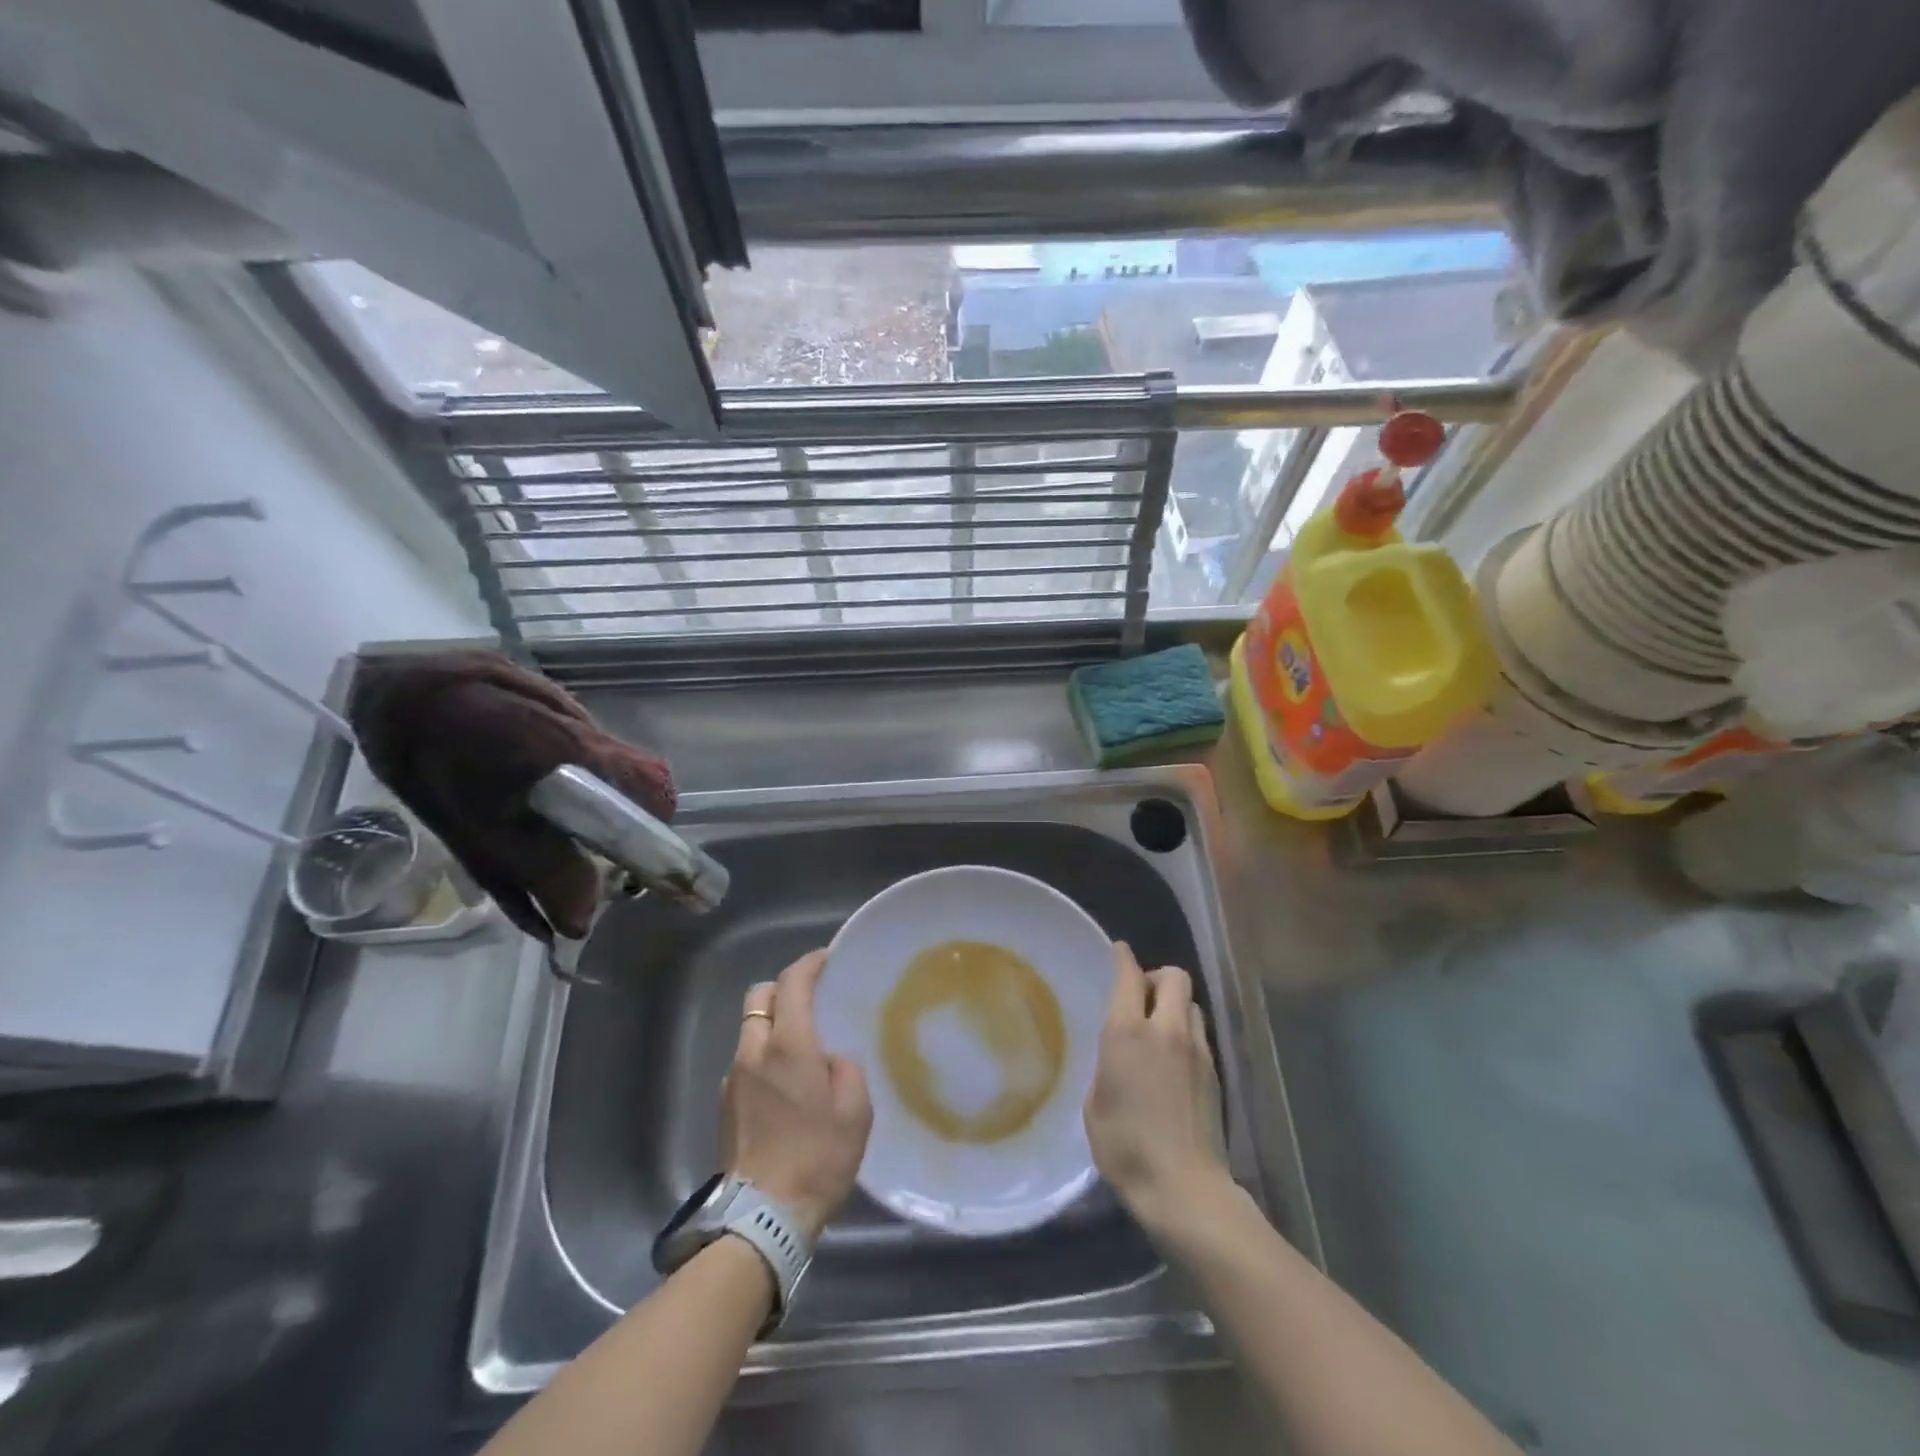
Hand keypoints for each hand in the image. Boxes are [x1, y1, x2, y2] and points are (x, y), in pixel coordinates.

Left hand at [721, 949, 872, 1240]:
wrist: (763, 1218)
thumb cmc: (818, 1157)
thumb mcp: (855, 1110)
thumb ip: (845, 1069)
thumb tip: (829, 1059)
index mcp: (789, 1045)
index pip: (792, 983)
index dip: (809, 964)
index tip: (826, 959)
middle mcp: (754, 1051)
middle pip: (760, 997)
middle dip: (783, 988)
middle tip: (810, 999)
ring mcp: (733, 1077)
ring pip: (749, 1030)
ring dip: (772, 1026)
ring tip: (800, 1049)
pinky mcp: (724, 1104)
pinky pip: (745, 1062)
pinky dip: (763, 1057)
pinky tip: (783, 1085)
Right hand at [1084, 943, 1229, 1232]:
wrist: (1183, 1187)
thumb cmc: (1125, 1147)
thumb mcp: (1096, 1103)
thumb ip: (1108, 1064)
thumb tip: (1119, 1053)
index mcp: (1128, 1032)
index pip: (1129, 976)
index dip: (1123, 958)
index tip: (1118, 950)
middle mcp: (1165, 1029)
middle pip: (1173, 976)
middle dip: (1156, 977)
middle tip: (1140, 997)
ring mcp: (1196, 1049)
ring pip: (1190, 1002)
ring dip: (1174, 1003)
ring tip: (1159, 1027)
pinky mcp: (1215, 1071)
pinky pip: (1199, 1032)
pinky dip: (1185, 1030)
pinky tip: (1174, 1057)